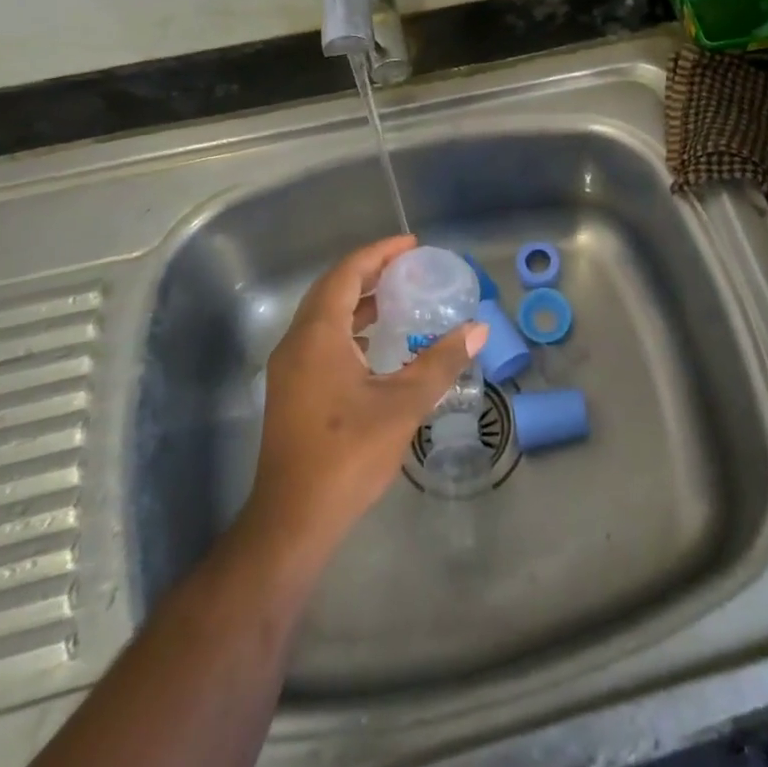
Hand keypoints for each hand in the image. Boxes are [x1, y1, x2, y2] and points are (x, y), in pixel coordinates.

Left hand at [241, 236, 488, 562]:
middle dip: (370, 271)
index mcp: (318, 335)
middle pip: (332, 289)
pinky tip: (377, 344)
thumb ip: (441, 363)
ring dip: (358, 300)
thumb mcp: (403, 405)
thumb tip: (477, 329)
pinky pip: (320, 339)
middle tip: (409, 266)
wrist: (293, 520)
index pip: (347, 274)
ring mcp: (290, 369)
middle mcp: (297, 343)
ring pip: (324, 315)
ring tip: (398, 297)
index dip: (379, 253)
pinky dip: (349, 327)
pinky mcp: (291, 391)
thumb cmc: (347, 455)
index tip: (412, 245)